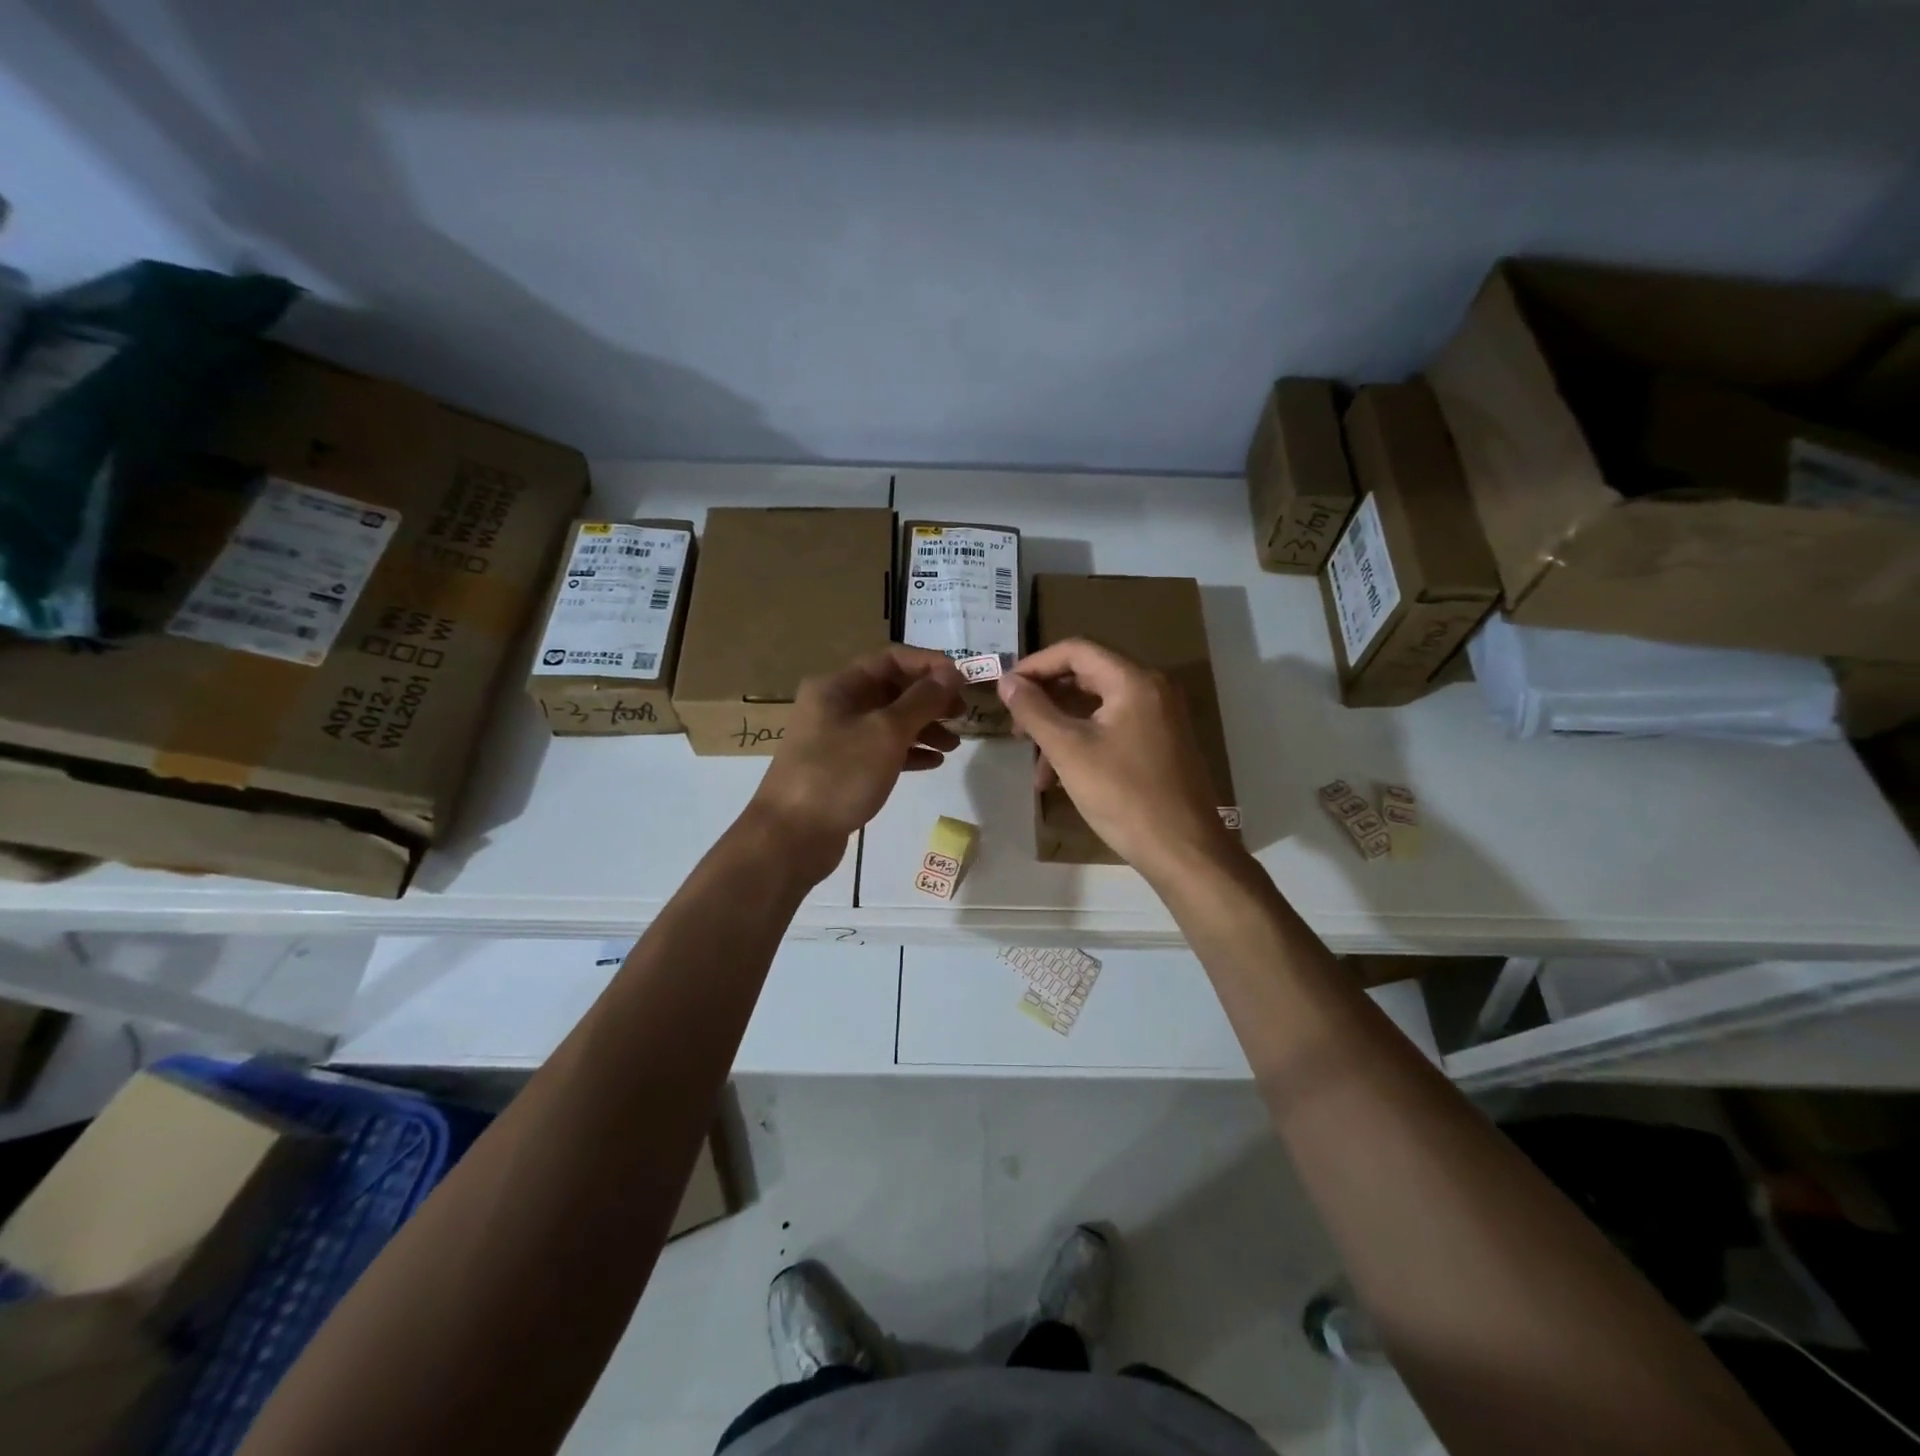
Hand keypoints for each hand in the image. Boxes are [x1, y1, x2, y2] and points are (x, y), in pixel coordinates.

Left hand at [746, 647, 965, 882]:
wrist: (791, 837)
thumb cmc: (839, 774)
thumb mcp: (886, 732)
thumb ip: (922, 700)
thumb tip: (951, 673)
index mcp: (838, 686)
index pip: (890, 658)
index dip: (929, 665)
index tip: (963, 681)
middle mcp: (835, 706)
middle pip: (891, 690)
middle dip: (930, 699)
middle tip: (963, 715)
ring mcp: (837, 739)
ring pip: (888, 722)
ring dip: (923, 727)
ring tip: (953, 744)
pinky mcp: (842, 769)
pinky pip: (881, 750)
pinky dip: (908, 752)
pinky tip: (934, 762)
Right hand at [998, 639, 1237, 882]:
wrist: (1183, 850)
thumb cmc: (1123, 795)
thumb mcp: (1069, 750)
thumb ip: (1034, 710)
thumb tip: (1007, 681)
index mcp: (1134, 681)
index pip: (1076, 651)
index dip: (1035, 665)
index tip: (1006, 690)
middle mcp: (1152, 690)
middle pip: (1087, 677)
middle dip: (1046, 701)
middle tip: (1017, 727)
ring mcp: (1160, 718)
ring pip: (1097, 709)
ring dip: (1061, 730)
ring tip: (1036, 769)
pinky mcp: (1161, 744)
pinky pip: (1113, 729)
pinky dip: (1084, 744)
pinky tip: (1062, 778)